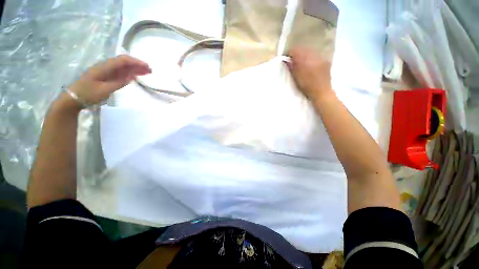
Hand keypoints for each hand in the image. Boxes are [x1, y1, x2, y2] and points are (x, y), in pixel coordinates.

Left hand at [68, 55, 150, 105]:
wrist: (74, 98)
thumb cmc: (88, 94)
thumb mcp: (104, 90)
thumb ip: (119, 83)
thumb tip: (132, 77)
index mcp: (104, 68)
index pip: (122, 60)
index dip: (135, 62)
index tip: (147, 67)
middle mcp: (106, 67)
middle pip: (124, 62)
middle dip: (137, 65)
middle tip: (150, 71)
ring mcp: (106, 71)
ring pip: (123, 67)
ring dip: (135, 69)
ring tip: (146, 73)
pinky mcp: (107, 76)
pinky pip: (120, 72)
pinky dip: (129, 73)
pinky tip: (136, 76)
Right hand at [286, 48, 333, 101]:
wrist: (321, 92)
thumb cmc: (306, 87)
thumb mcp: (296, 78)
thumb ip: (291, 67)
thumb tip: (286, 60)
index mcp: (304, 61)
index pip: (295, 50)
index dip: (289, 53)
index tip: (286, 58)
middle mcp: (313, 56)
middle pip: (303, 49)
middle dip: (297, 53)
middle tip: (293, 61)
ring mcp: (321, 58)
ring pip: (310, 51)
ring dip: (305, 55)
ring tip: (302, 62)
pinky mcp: (326, 61)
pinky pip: (317, 55)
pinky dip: (312, 58)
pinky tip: (311, 64)